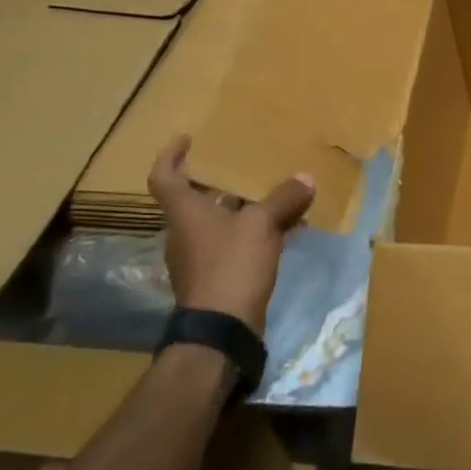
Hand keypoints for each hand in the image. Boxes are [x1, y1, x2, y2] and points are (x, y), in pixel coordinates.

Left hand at [148, 135, 314, 333]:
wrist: (221, 330)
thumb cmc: (231, 265)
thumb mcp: (261, 225)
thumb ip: (284, 198)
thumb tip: (305, 178)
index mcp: (186, 213)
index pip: (164, 177)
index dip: (171, 156)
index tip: (187, 139)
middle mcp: (187, 232)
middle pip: (197, 198)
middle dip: (221, 180)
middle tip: (245, 162)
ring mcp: (201, 256)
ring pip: (222, 220)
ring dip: (245, 206)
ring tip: (276, 190)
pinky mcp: (218, 276)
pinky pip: (238, 241)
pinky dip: (258, 231)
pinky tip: (289, 227)